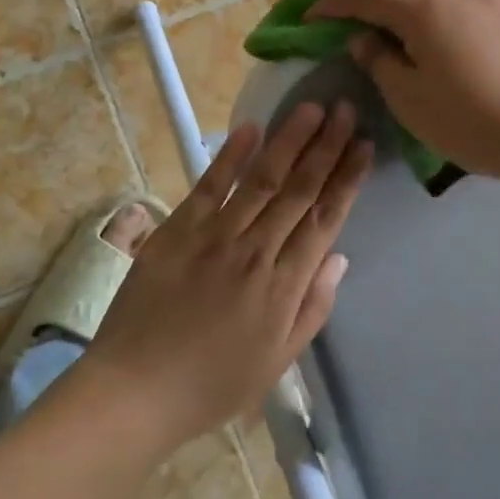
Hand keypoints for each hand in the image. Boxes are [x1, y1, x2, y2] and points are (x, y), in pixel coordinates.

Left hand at [83, 102, 371, 450]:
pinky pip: (210, 186)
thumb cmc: (212, 384)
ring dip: (289, 140)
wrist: (135, 391)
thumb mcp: (277, 362)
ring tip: (311, 107)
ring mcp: (214, 236)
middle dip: (326, 147)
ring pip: (262, 179)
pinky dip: (231, 156)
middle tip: (346, 109)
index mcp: (283, 287)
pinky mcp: (178, 230)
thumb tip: (340, 257)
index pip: (325, 219)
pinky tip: (252, 127)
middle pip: (299, 190)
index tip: (364, 145)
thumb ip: (313, 308)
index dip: (347, 179)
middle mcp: (255, 252)